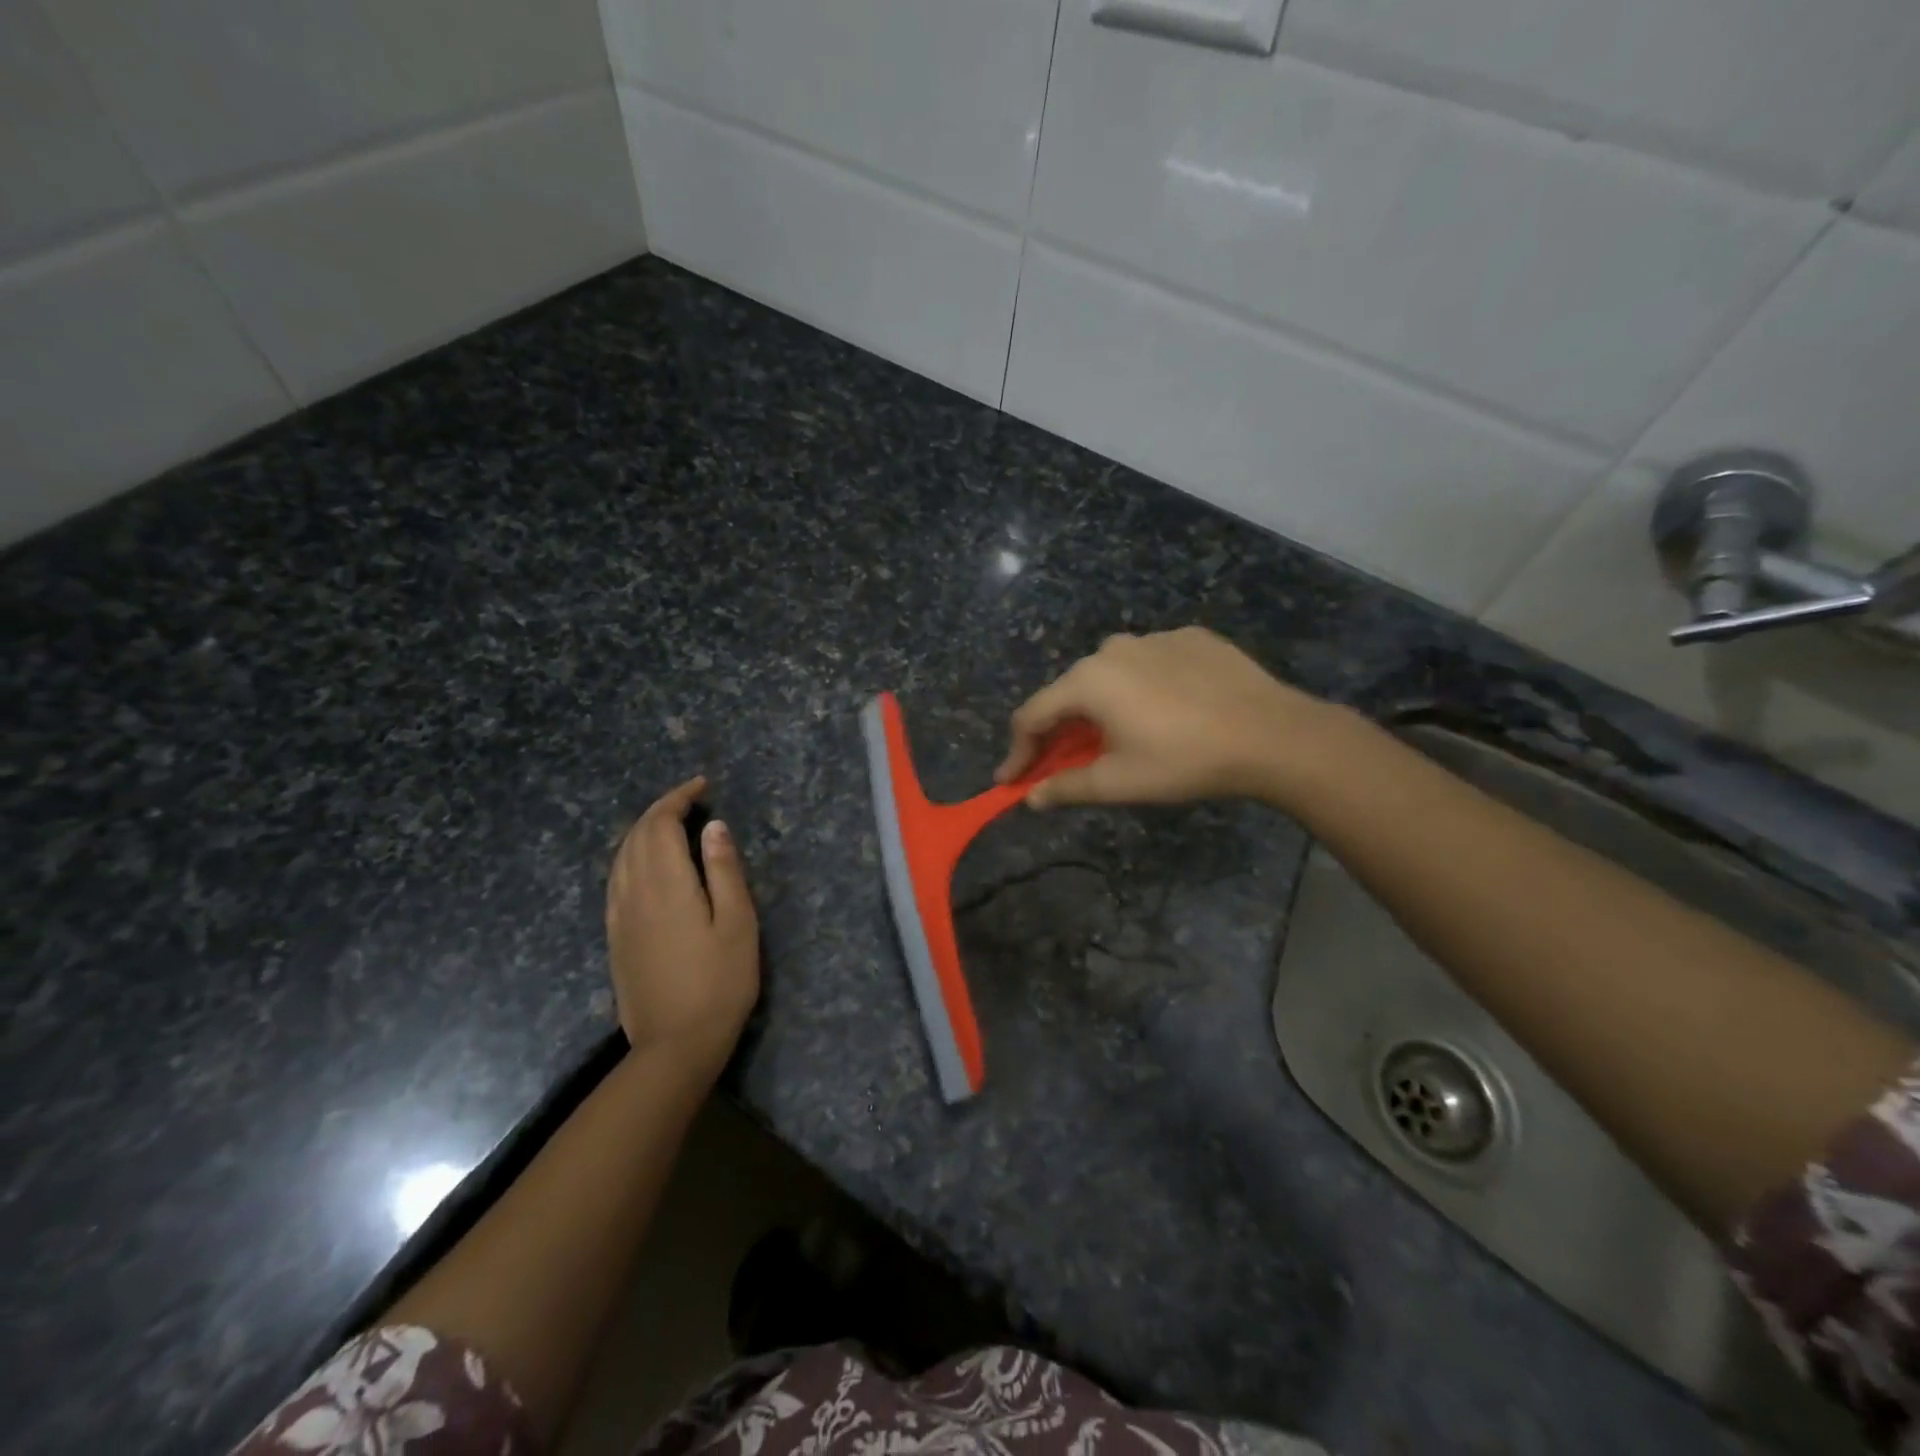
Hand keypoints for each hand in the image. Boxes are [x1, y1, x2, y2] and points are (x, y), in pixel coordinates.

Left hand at [605, 776, 759, 1071]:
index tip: (702, 786)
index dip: (678, 798)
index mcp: (665, 885)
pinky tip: (647, 865)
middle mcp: (633, 893)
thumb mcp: (738, 923)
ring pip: (621, 857)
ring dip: (643, 831)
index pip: (660, 824)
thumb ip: (724, 870)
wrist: (675, 1045)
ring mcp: (619, 916)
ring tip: (671, 824)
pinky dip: (631, 857)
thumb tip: (714, 826)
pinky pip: (616, 880)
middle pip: (636, 836)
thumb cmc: (720, 982)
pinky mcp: (615, 937)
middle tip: (691, 800)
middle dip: (660, 809)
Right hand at [996, 627, 1339, 808]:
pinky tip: (1168, 712)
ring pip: (1112, 676)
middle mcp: (1113, 648)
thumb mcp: (1119, 782)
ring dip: (1104, 707)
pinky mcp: (1192, 637)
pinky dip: (1145, 689)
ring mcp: (1155, 638)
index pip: (1032, 715)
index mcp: (1088, 681)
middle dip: (1061, 730)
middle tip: (1064, 763)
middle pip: (1070, 692)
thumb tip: (1031, 798)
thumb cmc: (1183, 761)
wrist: (1271, 734)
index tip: (1012, 780)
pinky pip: (1152, 665)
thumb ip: (1066, 787)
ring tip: (1122, 737)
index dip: (1018, 751)